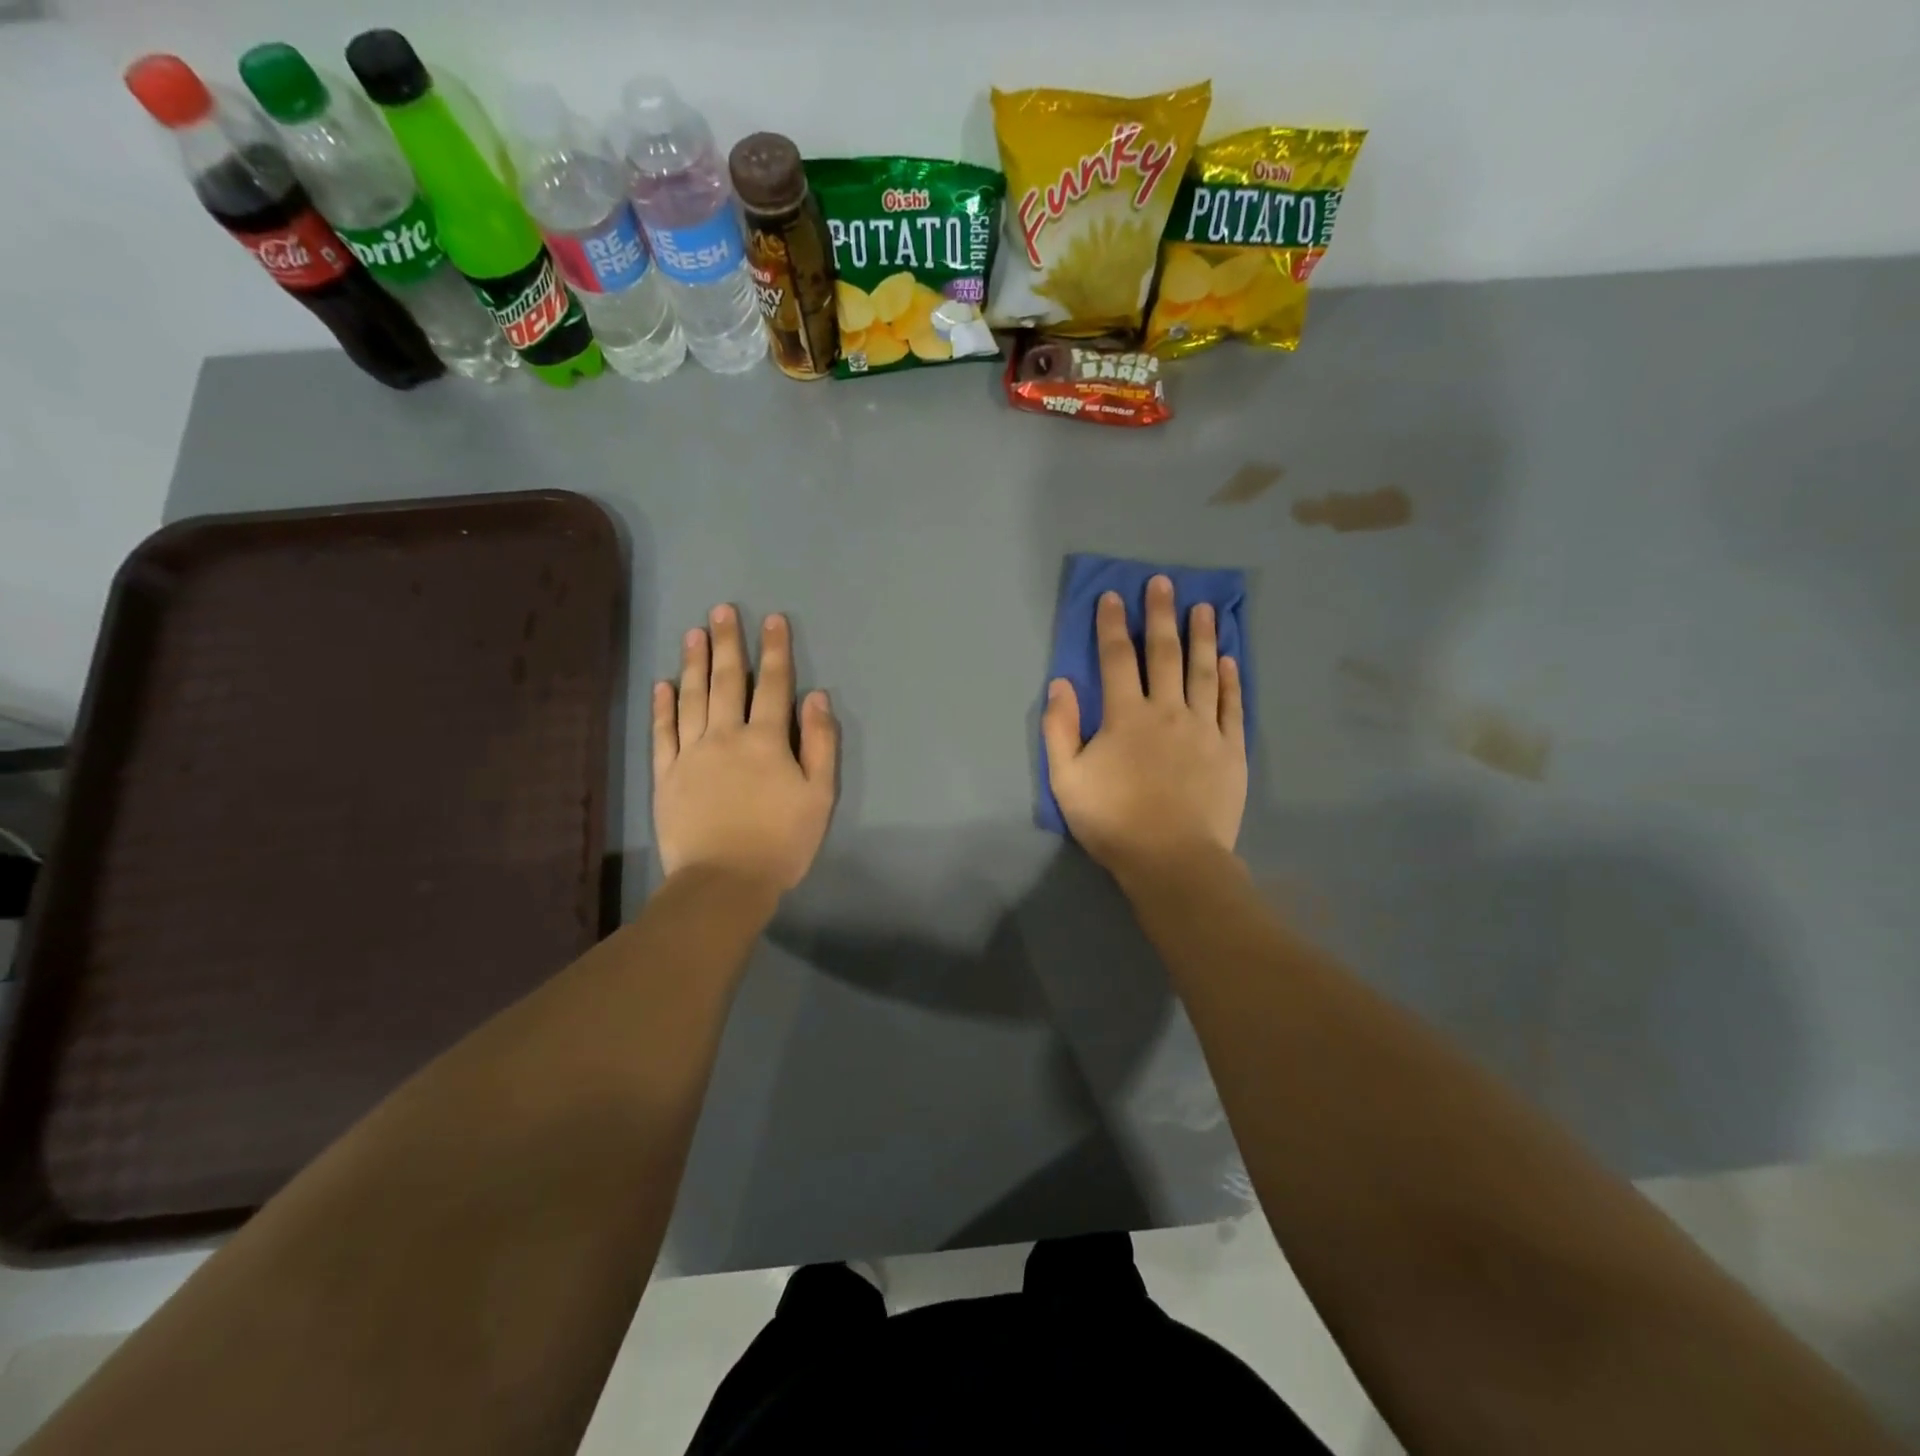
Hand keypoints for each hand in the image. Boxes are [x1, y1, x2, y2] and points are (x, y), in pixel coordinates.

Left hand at [652, 606, 837, 892]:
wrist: (724, 882)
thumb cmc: (781, 842)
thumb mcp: (819, 796)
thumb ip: (821, 744)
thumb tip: (817, 698)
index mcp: (767, 741)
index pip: (774, 685)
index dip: (776, 651)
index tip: (773, 620)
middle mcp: (726, 736)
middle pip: (728, 681)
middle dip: (728, 644)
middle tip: (721, 611)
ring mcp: (691, 754)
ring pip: (692, 698)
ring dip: (694, 664)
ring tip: (693, 634)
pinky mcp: (666, 776)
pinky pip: (663, 733)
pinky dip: (663, 707)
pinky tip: (663, 685)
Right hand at [1042, 575, 1246, 884]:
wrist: (1172, 859)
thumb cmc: (1113, 820)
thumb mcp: (1066, 779)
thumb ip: (1060, 729)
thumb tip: (1061, 683)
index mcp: (1125, 716)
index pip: (1116, 659)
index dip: (1112, 625)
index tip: (1113, 596)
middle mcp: (1167, 710)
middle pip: (1164, 653)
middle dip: (1160, 615)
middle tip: (1164, 583)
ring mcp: (1204, 728)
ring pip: (1203, 671)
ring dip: (1202, 636)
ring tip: (1204, 607)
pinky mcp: (1230, 749)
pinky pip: (1232, 705)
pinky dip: (1231, 679)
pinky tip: (1230, 659)